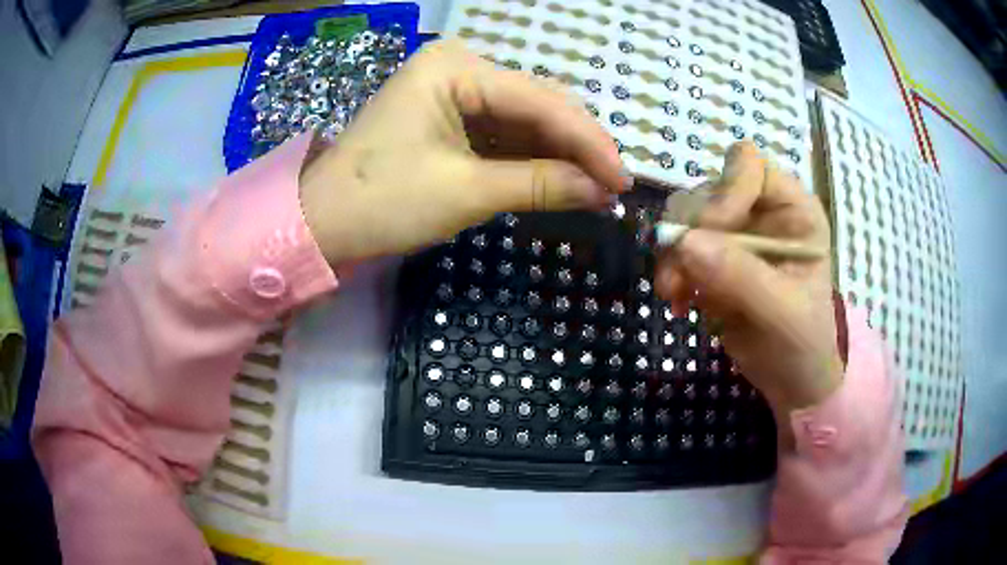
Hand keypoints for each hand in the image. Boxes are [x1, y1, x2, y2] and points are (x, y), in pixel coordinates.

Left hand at [298, 39, 628, 264]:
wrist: (321, 224)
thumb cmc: (382, 202)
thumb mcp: (466, 192)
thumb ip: (541, 184)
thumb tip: (603, 191)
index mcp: (455, 68)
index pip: (540, 100)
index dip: (588, 142)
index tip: (624, 180)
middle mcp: (458, 68)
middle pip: (537, 103)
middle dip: (577, 146)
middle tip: (613, 186)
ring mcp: (453, 92)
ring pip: (524, 119)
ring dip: (559, 154)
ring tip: (595, 187)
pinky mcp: (449, 118)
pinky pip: (503, 133)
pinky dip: (531, 159)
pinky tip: (559, 179)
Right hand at [655, 142, 842, 431]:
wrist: (790, 380)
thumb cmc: (803, 342)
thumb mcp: (782, 312)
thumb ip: (740, 275)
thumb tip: (683, 242)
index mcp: (793, 209)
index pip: (748, 165)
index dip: (726, 192)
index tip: (712, 235)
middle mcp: (760, 210)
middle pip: (707, 189)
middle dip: (689, 231)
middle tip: (682, 276)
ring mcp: (734, 234)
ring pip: (684, 218)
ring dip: (672, 254)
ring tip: (676, 293)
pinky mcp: (712, 259)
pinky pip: (676, 249)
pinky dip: (670, 272)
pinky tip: (679, 302)